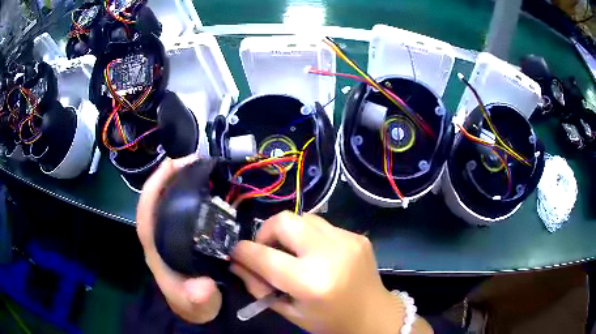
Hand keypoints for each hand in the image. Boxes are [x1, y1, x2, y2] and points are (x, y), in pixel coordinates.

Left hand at [137, 156, 221, 323]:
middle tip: (193, 160)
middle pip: (155, 199)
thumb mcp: (197, 305)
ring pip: (166, 201)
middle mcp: (158, 236)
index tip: (172, 165)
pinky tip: (204, 187)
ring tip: (199, 166)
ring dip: (178, 180)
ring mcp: (168, 234)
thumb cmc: (192, 304)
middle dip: (168, 176)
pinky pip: (179, 207)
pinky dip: (188, 192)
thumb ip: (198, 298)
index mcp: (155, 248)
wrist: (196, 309)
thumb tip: (202, 287)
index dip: (154, 187)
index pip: (145, 212)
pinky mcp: (179, 234)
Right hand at [231, 212, 432, 333]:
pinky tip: (316, 254)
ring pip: (303, 217)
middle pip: (284, 221)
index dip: (242, 251)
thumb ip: (259, 287)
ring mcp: (347, 240)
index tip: (236, 253)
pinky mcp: (357, 236)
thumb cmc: (329, 321)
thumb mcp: (289, 312)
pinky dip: (310, 236)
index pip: (264, 256)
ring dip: (289, 232)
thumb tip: (236, 263)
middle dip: (266, 232)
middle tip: (266, 250)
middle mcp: (330, 254)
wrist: (373, 314)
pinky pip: (322, 225)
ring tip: (293, 252)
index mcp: (311, 282)